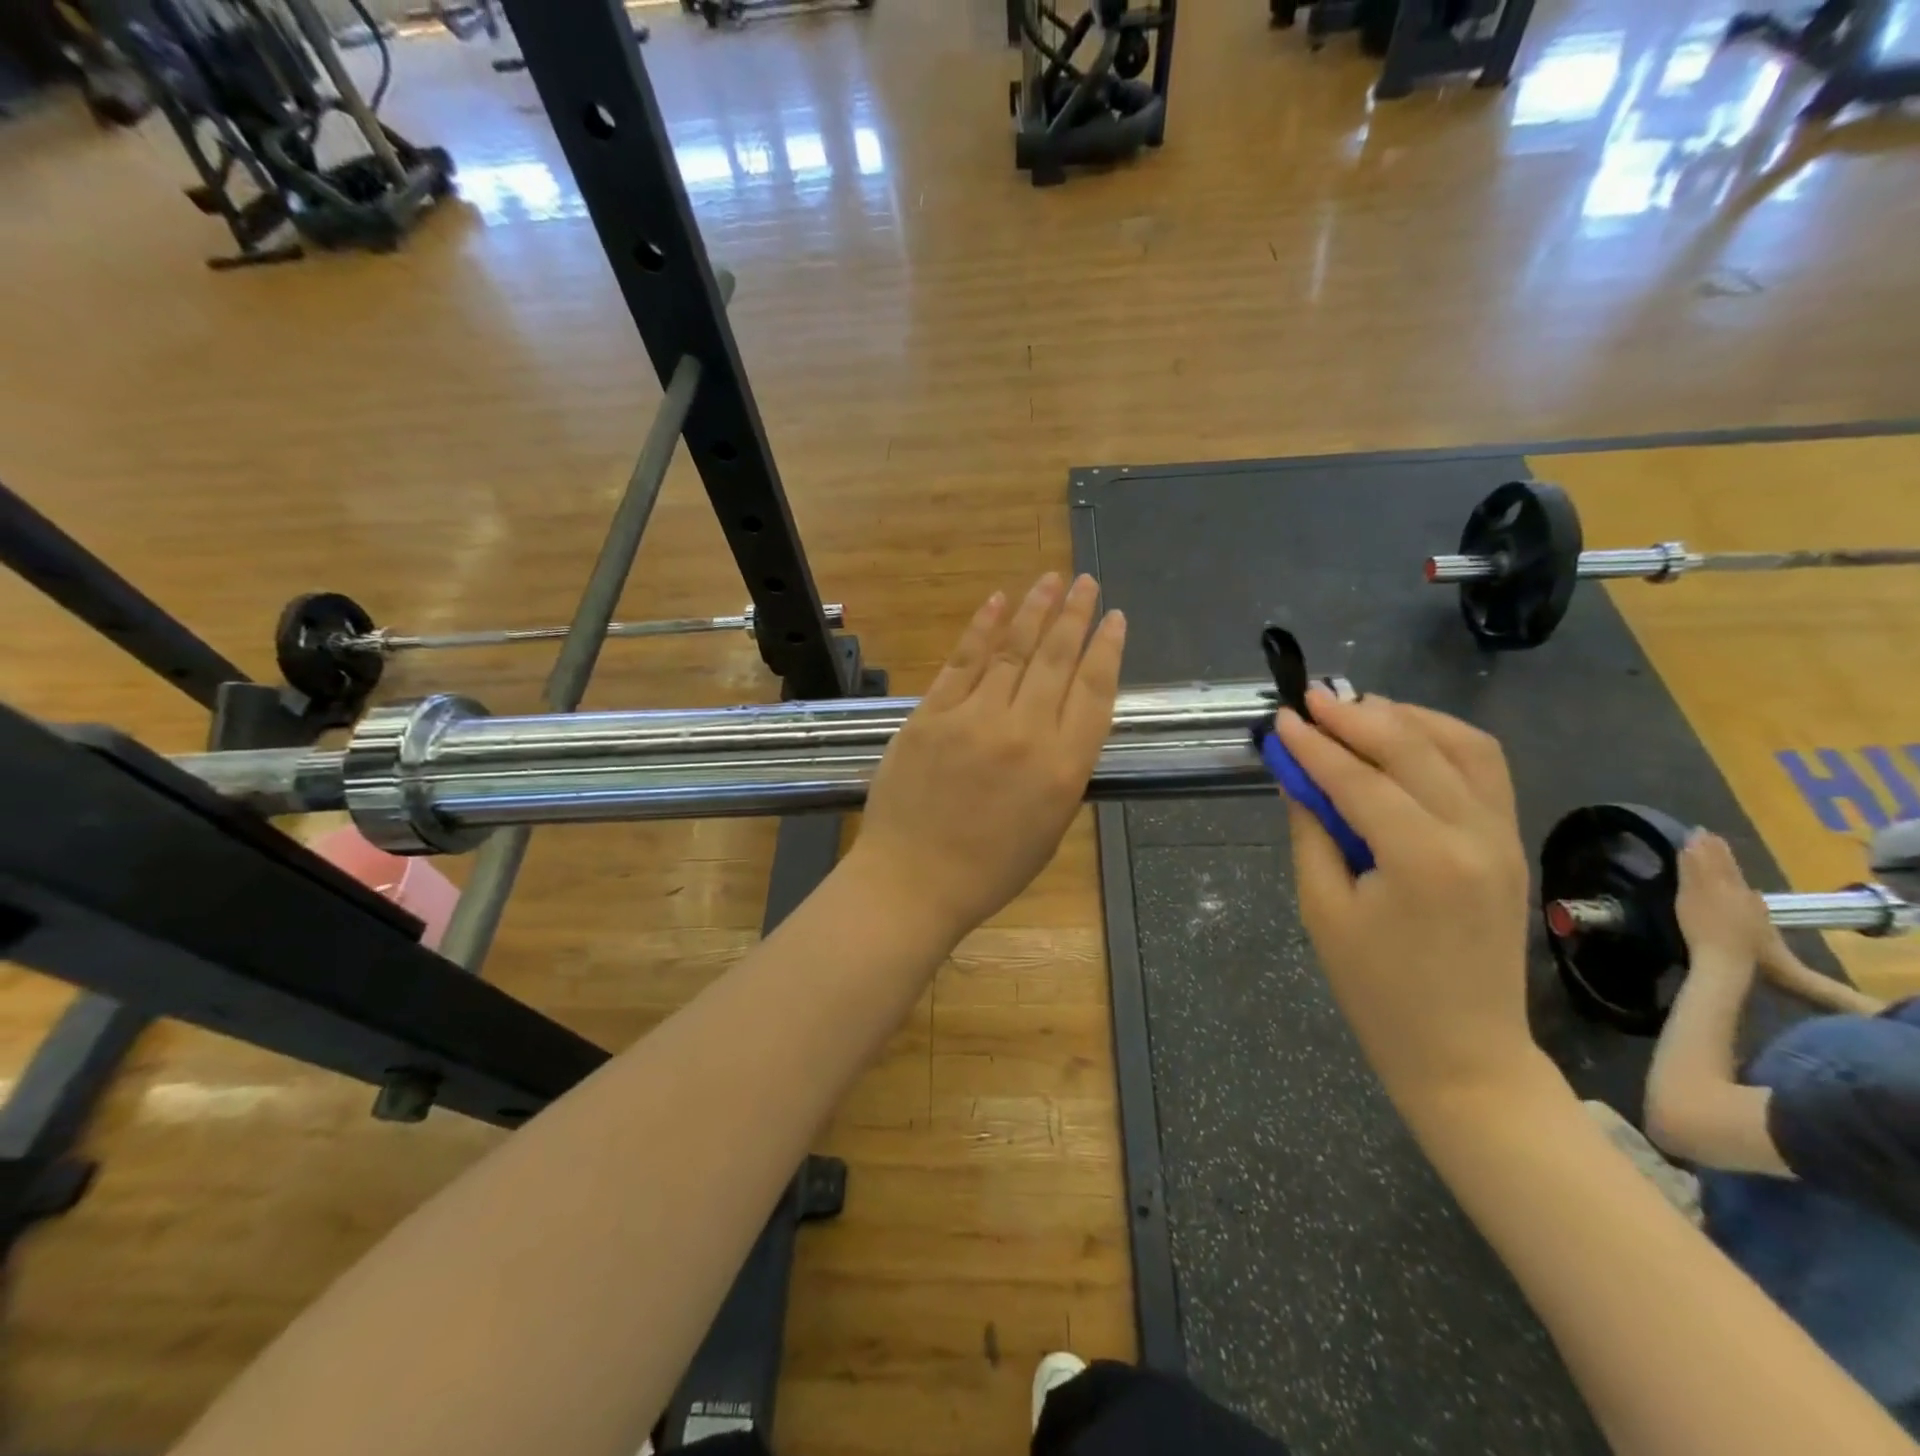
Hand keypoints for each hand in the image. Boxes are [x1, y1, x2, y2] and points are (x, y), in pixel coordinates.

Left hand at [849, 574, 1124, 945]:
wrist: (913, 881)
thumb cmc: (989, 868)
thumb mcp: (1051, 827)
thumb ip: (1064, 768)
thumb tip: (1068, 719)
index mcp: (1062, 768)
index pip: (1094, 691)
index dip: (1107, 648)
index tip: (1115, 617)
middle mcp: (1024, 733)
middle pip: (1057, 660)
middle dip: (1075, 615)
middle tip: (1087, 581)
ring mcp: (973, 719)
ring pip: (1012, 650)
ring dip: (1036, 609)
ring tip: (1052, 579)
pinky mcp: (931, 715)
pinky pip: (962, 661)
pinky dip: (982, 627)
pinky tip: (998, 600)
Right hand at [1276, 691, 1535, 1100]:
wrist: (1463, 1052)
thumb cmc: (1376, 990)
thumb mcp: (1322, 910)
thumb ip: (1312, 833)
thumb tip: (1299, 778)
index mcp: (1421, 859)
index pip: (1358, 779)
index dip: (1314, 745)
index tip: (1282, 717)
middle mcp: (1473, 835)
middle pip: (1412, 748)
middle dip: (1357, 716)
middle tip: (1313, 697)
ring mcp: (1503, 836)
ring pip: (1463, 746)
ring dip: (1407, 718)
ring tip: (1358, 708)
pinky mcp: (1510, 843)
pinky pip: (1485, 770)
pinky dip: (1444, 740)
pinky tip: (1407, 736)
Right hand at [1675, 832, 1769, 978]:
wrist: (1727, 965)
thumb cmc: (1705, 928)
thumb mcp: (1692, 894)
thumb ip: (1693, 866)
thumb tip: (1694, 836)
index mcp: (1731, 885)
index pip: (1718, 860)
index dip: (1707, 847)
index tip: (1699, 832)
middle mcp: (1746, 895)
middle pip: (1730, 871)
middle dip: (1718, 855)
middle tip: (1708, 839)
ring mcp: (1752, 914)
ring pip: (1737, 885)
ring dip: (1725, 872)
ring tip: (1715, 859)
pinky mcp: (1753, 930)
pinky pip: (1742, 902)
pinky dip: (1733, 891)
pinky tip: (1736, 893)